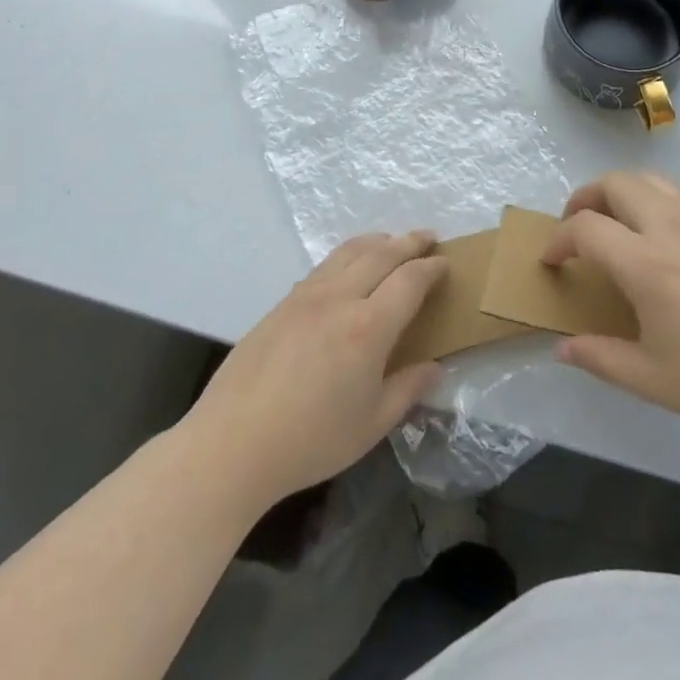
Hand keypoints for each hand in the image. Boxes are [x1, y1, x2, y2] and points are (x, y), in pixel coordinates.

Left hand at [187, 231, 446, 507]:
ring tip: (392, 241)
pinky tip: (349, 266)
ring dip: (378, 241)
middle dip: (409, 242)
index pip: (410, 280)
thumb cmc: (310, 440)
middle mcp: (340, 298)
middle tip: (428, 238)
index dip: (431, 269)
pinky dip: (348, 254)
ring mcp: (307, 295)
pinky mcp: (283, 302)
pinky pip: (325, 265)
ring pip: (349, 251)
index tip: (446, 264)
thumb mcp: (371, 425)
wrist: (233, 442)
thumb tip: (434, 367)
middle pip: (382, 253)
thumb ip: (407, 390)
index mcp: (368, 327)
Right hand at [544, 172, 679, 443]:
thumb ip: (600, 358)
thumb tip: (562, 349)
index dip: (559, 240)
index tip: (551, 261)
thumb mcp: (653, 379)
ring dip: (621, 191)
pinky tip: (663, 233)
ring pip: (650, 178)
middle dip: (585, 197)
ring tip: (616, 222)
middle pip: (615, 183)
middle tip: (577, 227)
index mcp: (646, 263)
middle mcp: (670, 227)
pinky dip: (656, 199)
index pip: (586, 228)